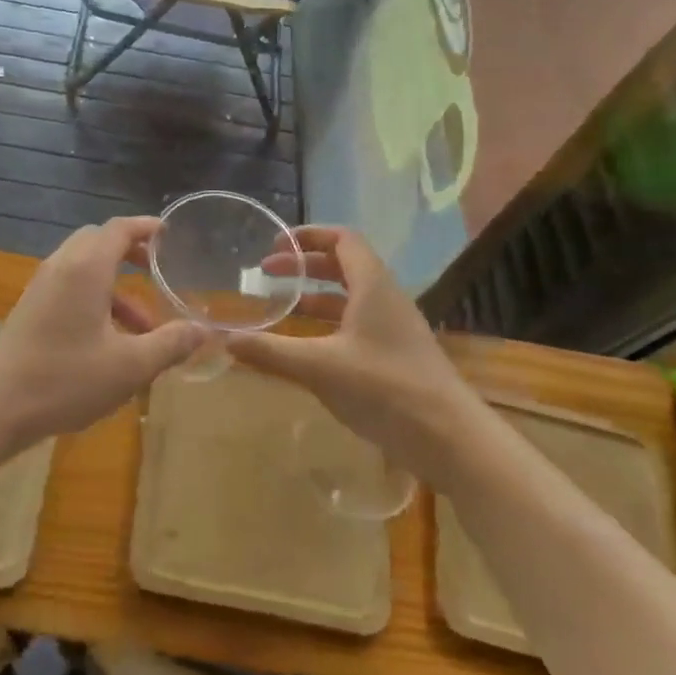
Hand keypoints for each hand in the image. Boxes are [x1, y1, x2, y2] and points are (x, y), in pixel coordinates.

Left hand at [0, 217, 202, 447]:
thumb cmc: (67, 379)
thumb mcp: (130, 366)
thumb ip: (170, 343)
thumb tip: (203, 330)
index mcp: (86, 268)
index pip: (119, 229)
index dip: (146, 227)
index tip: (170, 234)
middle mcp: (62, 266)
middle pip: (99, 241)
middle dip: (130, 252)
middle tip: (158, 270)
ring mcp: (42, 285)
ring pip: (84, 266)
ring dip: (116, 285)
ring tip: (145, 327)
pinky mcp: (32, 307)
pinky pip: (70, 285)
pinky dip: (95, 297)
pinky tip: (110, 339)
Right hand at [227, 226, 460, 457]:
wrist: (450, 438)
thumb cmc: (385, 388)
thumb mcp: (320, 368)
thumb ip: (271, 352)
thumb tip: (225, 340)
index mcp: (372, 286)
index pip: (343, 240)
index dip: (309, 236)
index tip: (275, 244)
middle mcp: (385, 298)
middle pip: (344, 265)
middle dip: (304, 265)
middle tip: (266, 273)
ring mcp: (394, 328)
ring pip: (350, 298)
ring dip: (315, 296)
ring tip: (281, 307)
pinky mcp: (396, 356)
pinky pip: (356, 325)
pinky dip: (328, 325)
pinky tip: (306, 347)